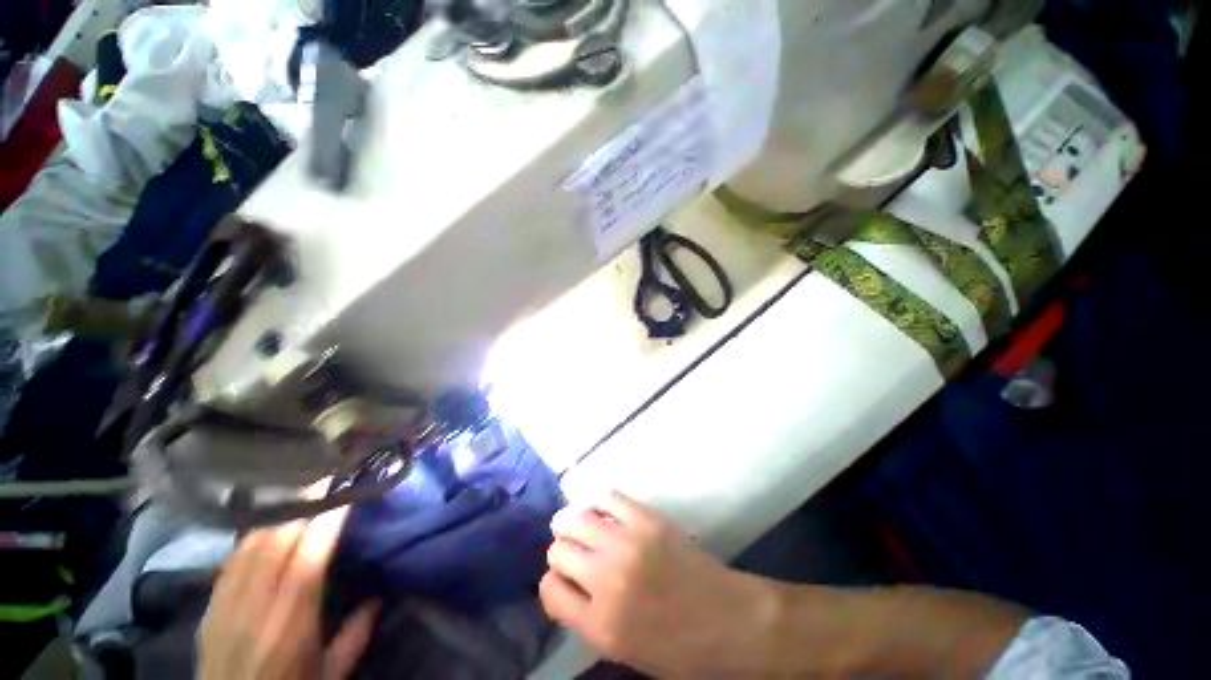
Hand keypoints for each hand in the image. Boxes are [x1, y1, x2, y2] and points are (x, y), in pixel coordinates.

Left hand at [198, 506, 378, 679]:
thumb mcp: (331, 674)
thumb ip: (357, 634)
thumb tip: (378, 594)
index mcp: (289, 627)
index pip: (307, 561)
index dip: (327, 522)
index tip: (348, 494)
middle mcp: (252, 609)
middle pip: (274, 543)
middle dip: (302, 505)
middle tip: (327, 479)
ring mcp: (224, 606)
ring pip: (249, 545)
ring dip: (277, 514)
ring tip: (301, 495)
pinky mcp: (208, 607)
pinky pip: (231, 559)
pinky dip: (253, 536)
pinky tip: (267, 526)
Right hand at [539, 492, 777, 676]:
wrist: (732, 622)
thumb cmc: (681, 649)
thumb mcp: (625, 651)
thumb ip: (589, 618)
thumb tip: (569, 583)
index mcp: (599, 625)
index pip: (549, 590)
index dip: (553, 582)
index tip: (565, 579)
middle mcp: (606, 580)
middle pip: (559, 550)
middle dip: (563, 552)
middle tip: (576, 552)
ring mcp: (627, 544)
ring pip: (576, 519)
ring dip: (574, 523)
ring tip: (583, 526)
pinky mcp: (647, 520)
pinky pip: (609, 498)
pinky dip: (601, 503)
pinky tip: (606, 512)